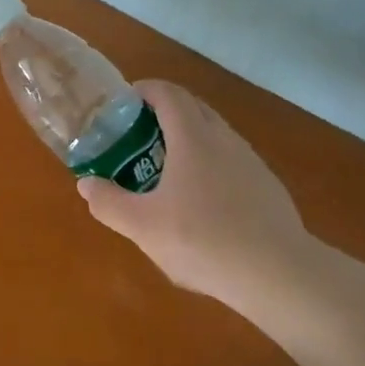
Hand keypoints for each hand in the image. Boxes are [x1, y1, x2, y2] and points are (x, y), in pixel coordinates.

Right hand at [76, 80, 314, 309]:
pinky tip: (201, 204)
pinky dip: (210, 166)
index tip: (124, 103)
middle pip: (193, 108)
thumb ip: (108, 203)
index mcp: (193, 138)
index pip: (168, 94)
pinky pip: (231, 161)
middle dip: (163, 114)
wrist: (278, 274)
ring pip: (214, 135)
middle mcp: (224, 139)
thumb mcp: (142, 227)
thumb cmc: (203, 241)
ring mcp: (251, 162)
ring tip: (165, 172)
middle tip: (137, 138)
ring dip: (188, 141)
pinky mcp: (267, 187)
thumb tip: (86, 184)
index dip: (144, 91)